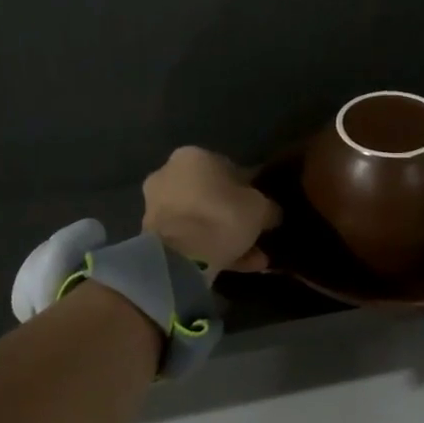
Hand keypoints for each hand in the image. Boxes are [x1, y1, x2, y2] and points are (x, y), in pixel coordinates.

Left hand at [142, 147, 281, 273]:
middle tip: (254, 233)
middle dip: (232, 214)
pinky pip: (189, 238)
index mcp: (193, 156)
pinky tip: (237, 266)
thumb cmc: (222, 217)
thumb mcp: (260, 209)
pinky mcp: (151, 235)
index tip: (261, 208)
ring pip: (200, 219)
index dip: (248, 189)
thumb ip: (268, 207)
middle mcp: (168, 174)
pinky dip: (210, 249)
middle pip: (210, 195)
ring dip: (223, 235)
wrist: (179, 257)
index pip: (228, 168)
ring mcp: (156, 206)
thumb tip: (272, 213)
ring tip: (252, 257)